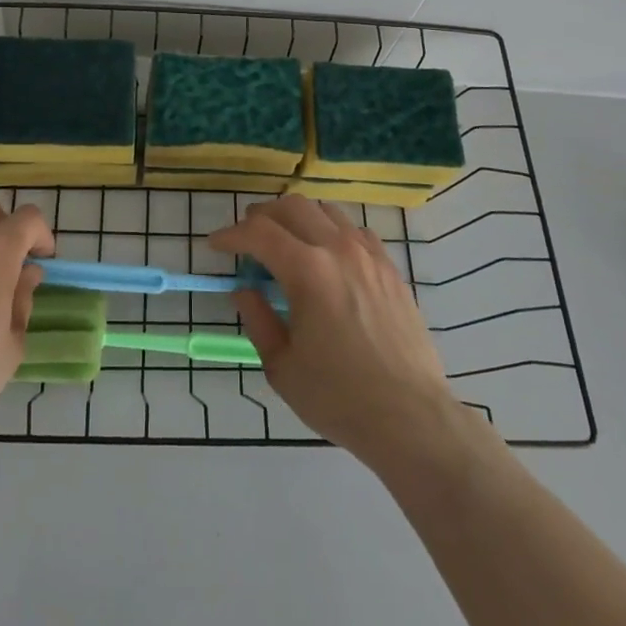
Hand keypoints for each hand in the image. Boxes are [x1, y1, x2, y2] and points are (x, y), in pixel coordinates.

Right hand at [211, 196, 468, 471]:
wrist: (410, 417)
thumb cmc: (338, 398)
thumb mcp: (282, 366)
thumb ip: (258, 320)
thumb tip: (245, 290)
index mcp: (307, 271)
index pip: (259, 233)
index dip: (231, 235)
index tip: (215, 246)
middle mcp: (338, 249)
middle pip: (292, 208)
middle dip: (261, 217)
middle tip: (245, 238)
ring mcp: (369, 255)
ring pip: (326, 211)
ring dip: (297, 217)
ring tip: (284, 240)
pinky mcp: (390, 268)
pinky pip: (355, 230)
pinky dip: (331, 231)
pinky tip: (327, 255)